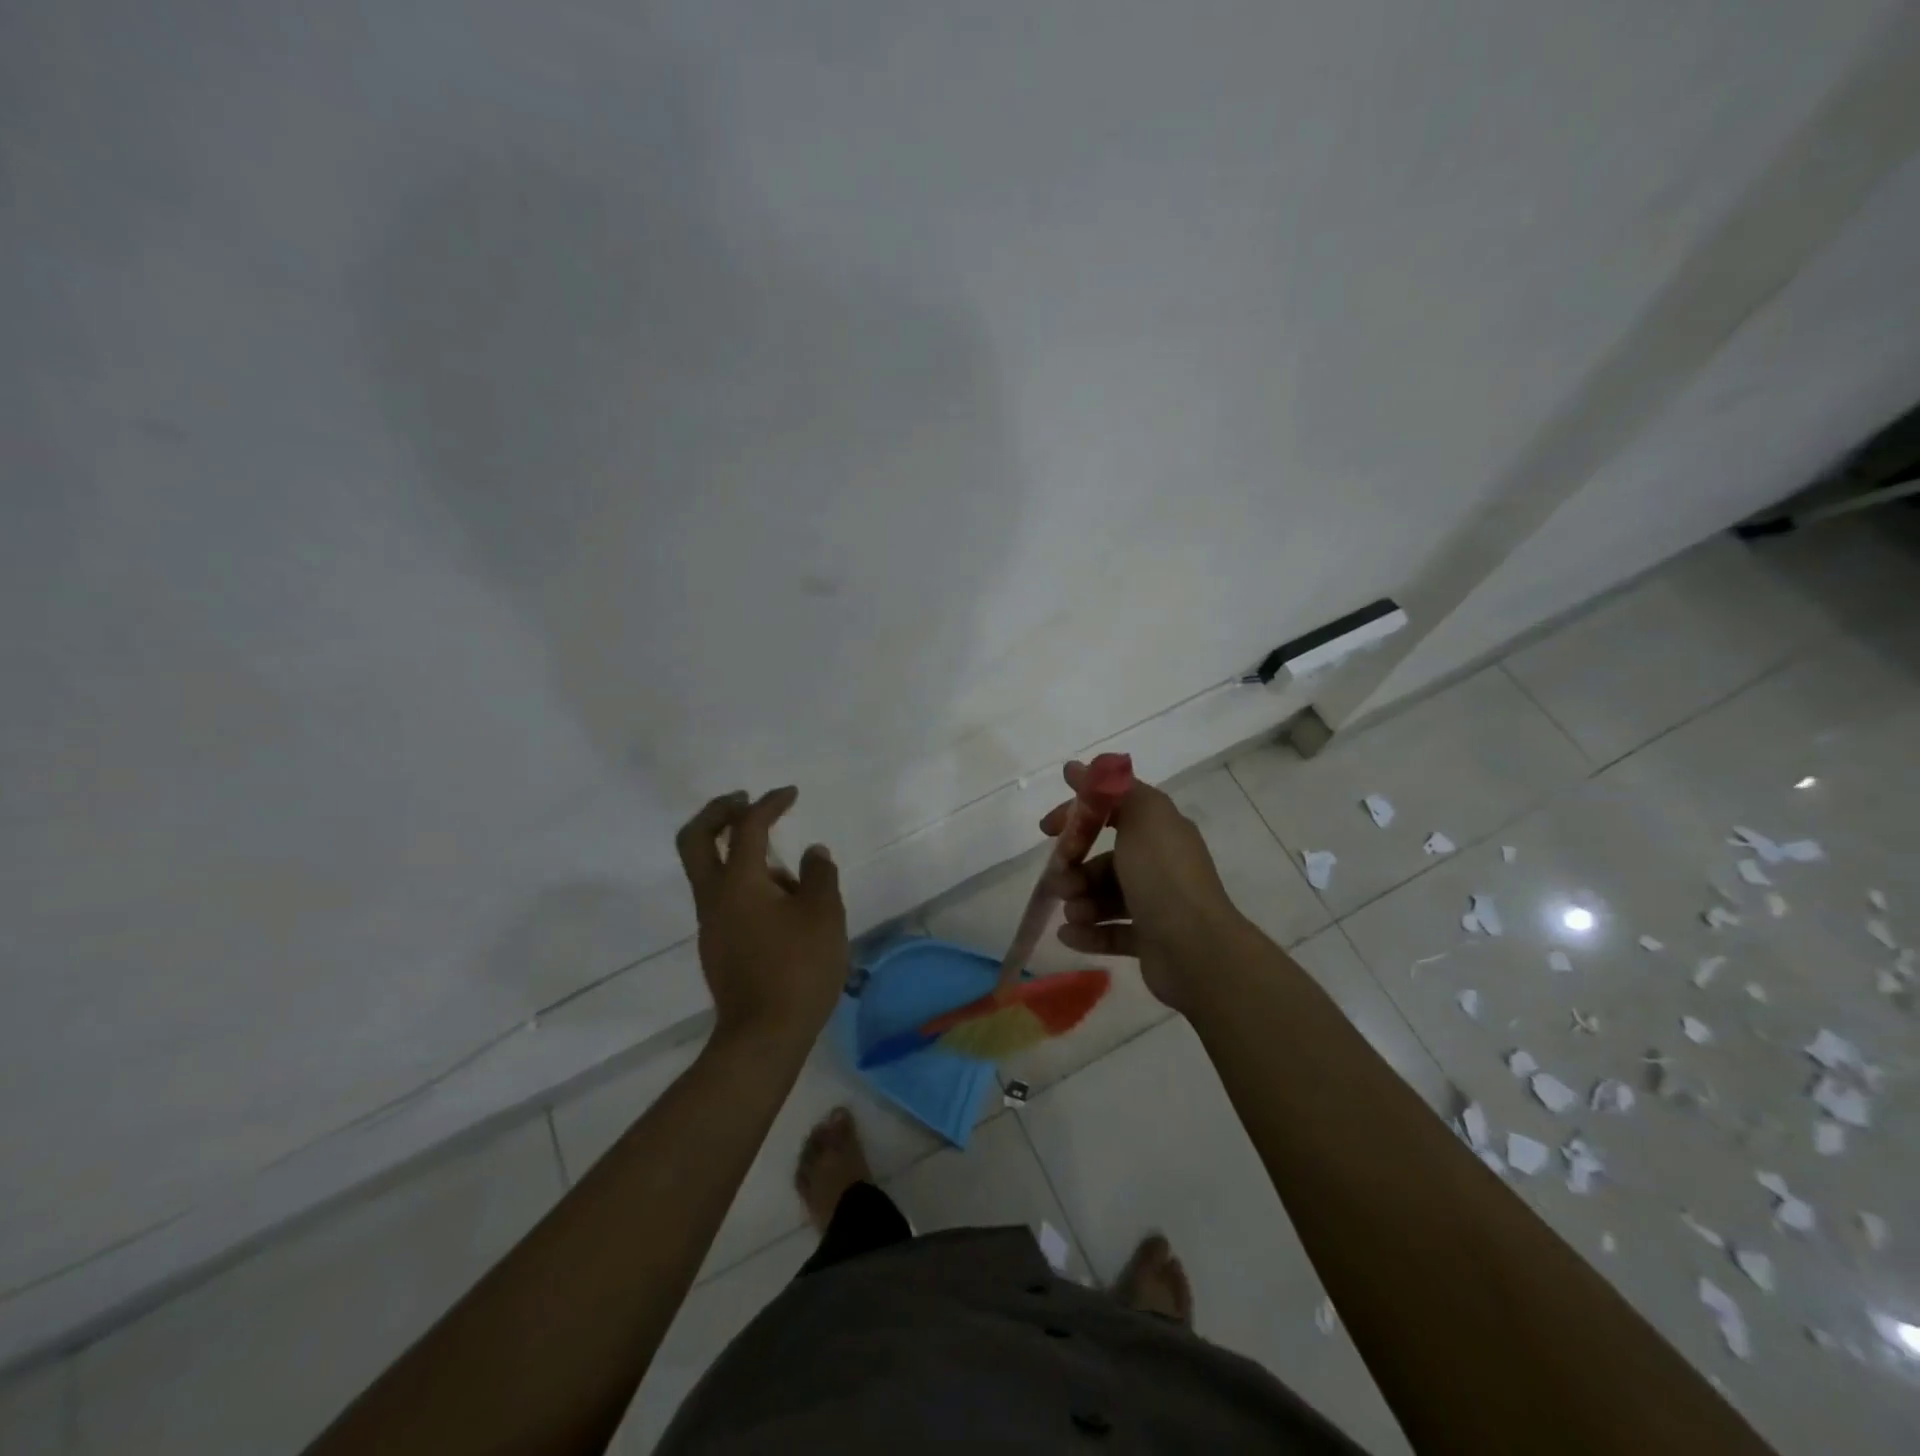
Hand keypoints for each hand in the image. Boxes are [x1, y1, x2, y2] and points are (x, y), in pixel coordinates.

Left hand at [675, 787, 847, 1050]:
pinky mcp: (718, 946)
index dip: (768, 804)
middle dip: (717, 812)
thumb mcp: (824, 915)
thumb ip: (819, 875)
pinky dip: (745, 882)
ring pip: (710, 870)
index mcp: (738, 883)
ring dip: (738, 853)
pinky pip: (725, 898)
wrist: (764, 1036)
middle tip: (743, 800)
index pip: (747, 828)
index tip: (790, 794)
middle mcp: (714, 897)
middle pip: (696, 839)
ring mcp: (711, 924)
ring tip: (791, 877)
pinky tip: (783, 906)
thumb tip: (812, 853)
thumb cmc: (798, 968)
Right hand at [1039, 762, 1247, 1014]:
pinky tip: (1067, 935)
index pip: (1112, 811)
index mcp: (1160, 830)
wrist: (1197, 949)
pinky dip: (1088, 932)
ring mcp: (1155, 904)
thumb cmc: (1163, 876)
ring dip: (1080, 901)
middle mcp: (1160, 864)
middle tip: (1059, 880)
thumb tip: (1076, 767)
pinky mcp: (1149, 941)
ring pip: (1104, 896)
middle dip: (1075, 866)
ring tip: (1072, 912)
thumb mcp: (1142, 817)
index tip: (1048, 828)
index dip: (1078, 815)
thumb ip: (1109, 789)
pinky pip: (1111, 932)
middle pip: (1105, 858)